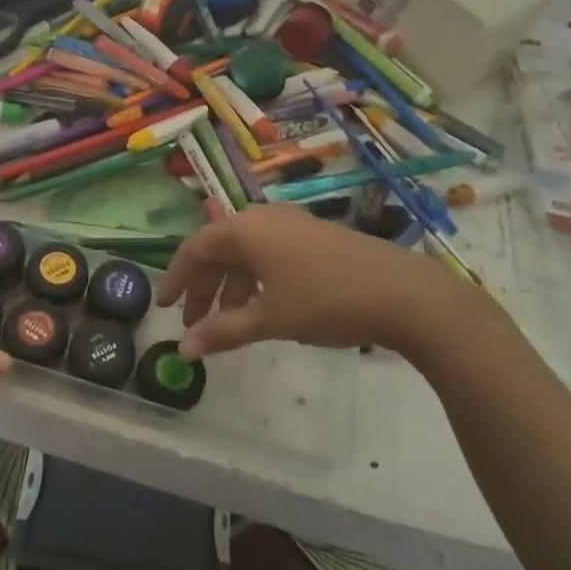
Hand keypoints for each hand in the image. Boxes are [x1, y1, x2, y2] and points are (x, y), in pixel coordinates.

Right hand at [155, 205, 509, 362]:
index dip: (177, 278)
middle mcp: (265, 218)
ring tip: (228, 324)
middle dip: (204, 287)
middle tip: (194, 324)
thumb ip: (223, 332)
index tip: (165, 307)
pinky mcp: (316, 238)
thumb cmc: (326, 301)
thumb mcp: (270, 319)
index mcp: (246, 229)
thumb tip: (183, 351)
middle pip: (219, 249)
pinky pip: (270, 255)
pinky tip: (263, 308)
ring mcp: (293, 225)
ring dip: (231, 287)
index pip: (195, 248)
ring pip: (246, 254)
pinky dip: (256, 281)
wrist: (405, 294)